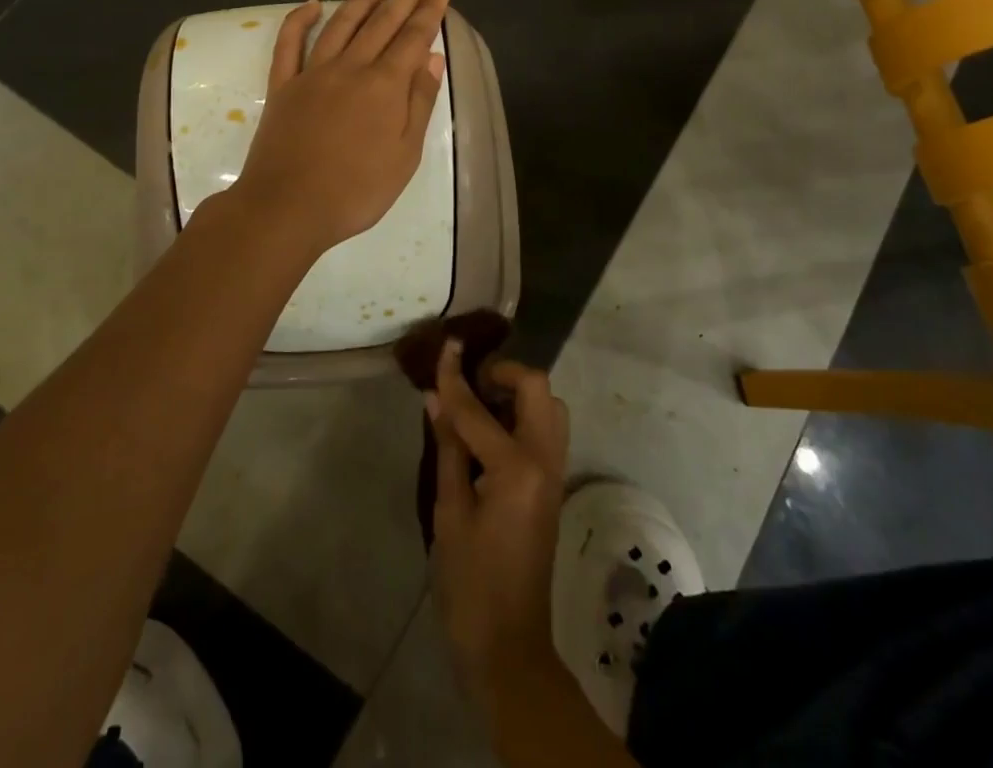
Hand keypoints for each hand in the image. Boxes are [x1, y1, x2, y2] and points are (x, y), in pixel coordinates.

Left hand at [228, 0, 449, 258]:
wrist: (287, 208)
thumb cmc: (356, 191)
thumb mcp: (405, 155)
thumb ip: (420, 102)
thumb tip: (433, 58)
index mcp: (384, 85)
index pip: (413, 38)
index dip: (429, 13)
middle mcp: (350, 68)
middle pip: (381, 24)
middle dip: (403, 1)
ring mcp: (312, 73)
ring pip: (340, 25)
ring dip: (361, 1)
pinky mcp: (283, 85)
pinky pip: (289, 43)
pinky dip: (299, 19)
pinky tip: (312, 4)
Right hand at [428, 341, 570, 717]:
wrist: (509, 645)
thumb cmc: (470, 584)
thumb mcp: (449, 513)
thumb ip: (448, 447)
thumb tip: (437, 397)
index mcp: (516, 467)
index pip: (478, 408)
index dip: (454, 377)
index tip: (443, 346)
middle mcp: (545, 459)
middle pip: (537, 387)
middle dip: (503, 373)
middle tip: (469, 383)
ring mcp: (555, 471)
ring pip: (548, 405)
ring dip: (517, 392)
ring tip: (479, 405)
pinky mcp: (554, 484)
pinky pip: (546, 429)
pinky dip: (523, 415)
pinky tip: (490, 430)